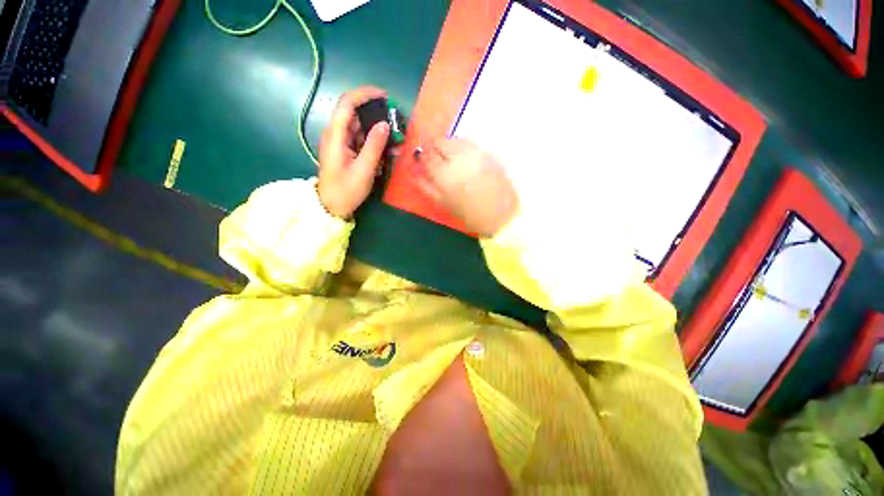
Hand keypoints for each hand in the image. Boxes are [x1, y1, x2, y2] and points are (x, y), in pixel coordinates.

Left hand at [317, 86, 390, 218]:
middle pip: (355, 113)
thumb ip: (374, 146)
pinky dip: (375, 141)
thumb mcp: (363, 170)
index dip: (365, 95)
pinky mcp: (347, 151)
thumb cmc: (346, 190)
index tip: (385, 97)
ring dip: (378, 130)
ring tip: (396, 138)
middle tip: (396, 121)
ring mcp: (341, 142)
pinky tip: (388, 149)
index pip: (347, 103)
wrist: (331, 206)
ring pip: (361, 127)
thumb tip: (385, 124)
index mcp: (336, 135)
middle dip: (376, 114)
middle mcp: (337, 134)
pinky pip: (362, 140)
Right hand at [416, 139, 517, 237]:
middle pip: (441, 142)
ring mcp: (476, 153)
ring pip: (456, 140)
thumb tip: (415, 172)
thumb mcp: (444, 203)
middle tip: (434, 157)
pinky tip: (463, 159)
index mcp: (445, 173)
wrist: (503, 215)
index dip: (422, 155)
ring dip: (448, 145)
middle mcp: (460, 158)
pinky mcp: (488, 153)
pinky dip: (462, 147)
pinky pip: (469, 144)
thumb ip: (426, 186)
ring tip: (448, 157)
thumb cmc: (470, 214)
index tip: (421, 159)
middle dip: (434, 147)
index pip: (428, 155)